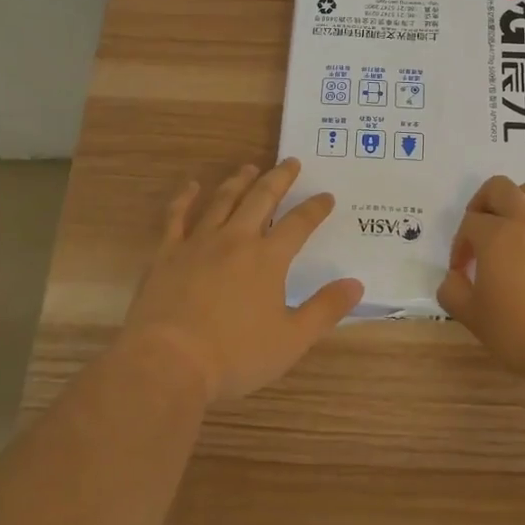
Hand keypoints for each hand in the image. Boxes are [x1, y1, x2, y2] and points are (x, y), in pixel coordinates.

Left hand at [120, 158, 363, 402]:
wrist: (170, 362)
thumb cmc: (235, 356)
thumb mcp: (292, 340)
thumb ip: (325, 309)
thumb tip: (356, 284)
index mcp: (268, 259)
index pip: (298, 224)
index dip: (315, 208)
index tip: (326, 196)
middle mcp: (236, 240)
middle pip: (261, 199)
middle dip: (279, 178)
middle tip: (290, 162)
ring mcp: (198, 242)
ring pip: (223, 200)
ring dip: (239, 181)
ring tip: (249, 167)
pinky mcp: (168, 253)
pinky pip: (177, 217)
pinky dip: (185, 198)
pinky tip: (192, 186)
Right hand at [437, 175, 524, 381]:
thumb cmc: (521, 331)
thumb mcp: (472, 317)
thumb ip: (452, 292)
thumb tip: (453, 278)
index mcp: (495, 235)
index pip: (468, 223)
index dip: (459, 245)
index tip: (461, 273)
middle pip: (499, 188)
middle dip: (483, 203)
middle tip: (479, 233)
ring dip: (518, 203)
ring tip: (513, 230)